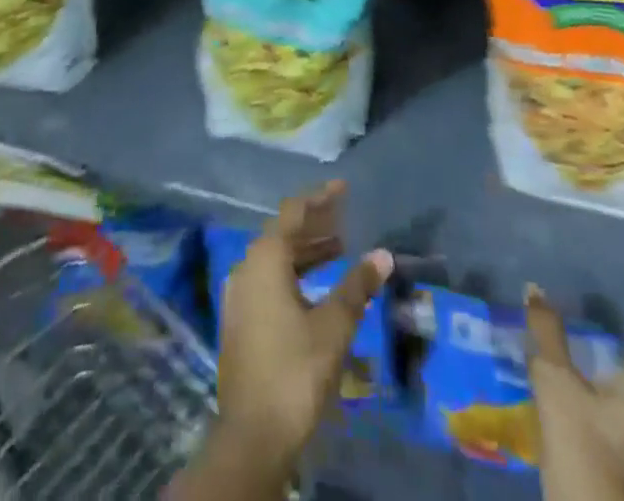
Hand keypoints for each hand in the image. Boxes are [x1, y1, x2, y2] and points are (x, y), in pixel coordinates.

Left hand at [168, 181, 392, 500]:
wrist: (252, 436)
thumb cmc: (295, 371)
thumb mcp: (333, 326)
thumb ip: (357, 286)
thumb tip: (383, 255)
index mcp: (264, 258)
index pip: (293, 212)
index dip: (320, 198)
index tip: (344, 187)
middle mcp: (247, 267)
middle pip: (283, 233)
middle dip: (316, 223)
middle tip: (347, 217)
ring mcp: (240, 295)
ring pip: (276, 258)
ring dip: (307, 250)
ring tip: (340, 248)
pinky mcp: (242, 320)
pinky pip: (270, 279)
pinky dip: (295, 272)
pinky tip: (318, 285)